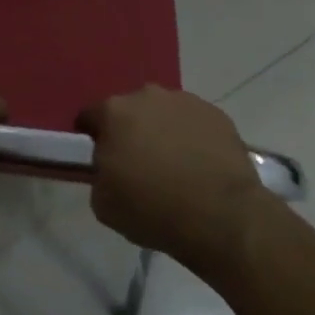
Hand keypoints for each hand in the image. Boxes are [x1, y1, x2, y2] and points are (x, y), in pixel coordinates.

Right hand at [80, 85, 281, 280]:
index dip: (92, 138)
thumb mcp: (103, 203)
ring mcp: (184, 102)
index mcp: (113, 112)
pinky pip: (194, 124)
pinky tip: (200, 166)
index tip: (101, 160)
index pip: (90, 116)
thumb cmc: (154, 209)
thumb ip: (98, 176)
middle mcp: (146, 96)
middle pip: (129, 111)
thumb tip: (108, 170)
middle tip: (138, 164)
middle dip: (130, 132)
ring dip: (162, 132)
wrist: (224, 218)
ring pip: (163, 114)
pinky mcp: (216, 115)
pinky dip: (192, 139)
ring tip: (174, 166)